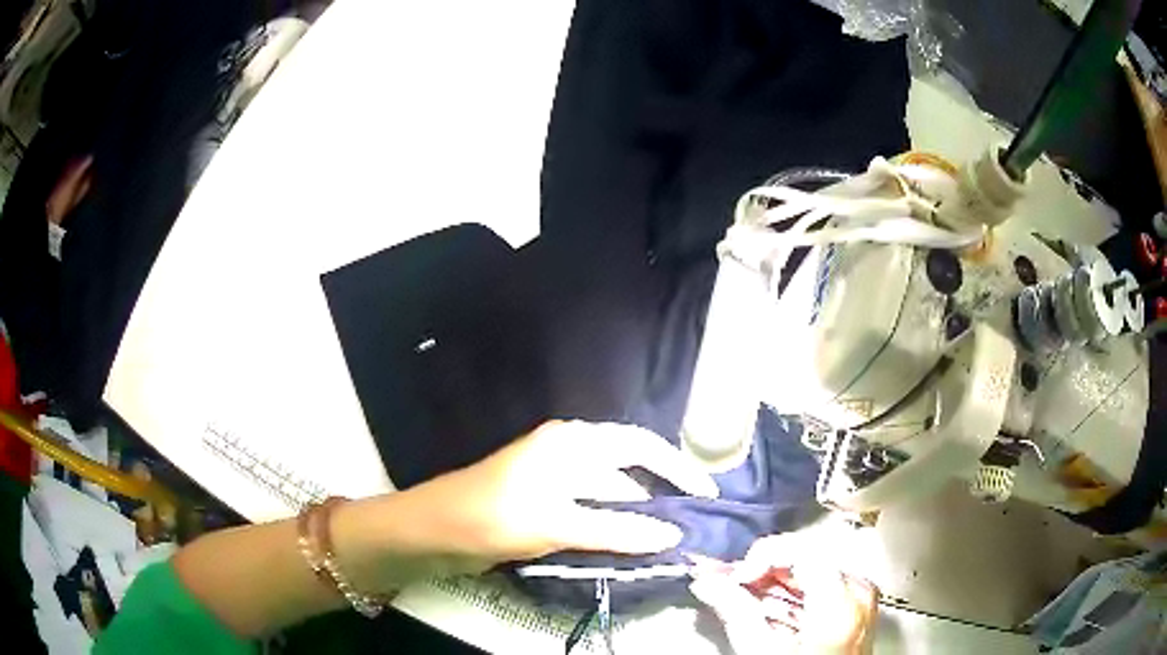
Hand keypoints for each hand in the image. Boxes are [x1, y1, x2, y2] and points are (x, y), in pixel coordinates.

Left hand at [334, 420, 717, 588]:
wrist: (433, 530)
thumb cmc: (494, 516)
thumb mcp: (558, 524)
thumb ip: (617, 530)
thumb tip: (672, 535)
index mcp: (571, 442)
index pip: (640, 447)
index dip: (677, 469)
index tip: (706, 494)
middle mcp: (567, 452)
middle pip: (628, 469)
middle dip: (660, 493)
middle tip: (694, 521)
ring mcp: (555, 479)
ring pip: (609, 493)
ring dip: (636, 513)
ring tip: (671, 537)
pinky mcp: (545, 503)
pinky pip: (591, 511)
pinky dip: (612, 525)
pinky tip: (630, 543)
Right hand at [690, 535, 878, 654]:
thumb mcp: (762, 650)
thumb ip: (736, 612)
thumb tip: (710, 584)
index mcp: (840, 599)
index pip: (800, 550)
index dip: (760, 558)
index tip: (733, 576)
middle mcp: (858, 593)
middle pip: (805, 560)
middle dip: (762, 572)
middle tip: (727, 583)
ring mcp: (860, 601)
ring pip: (811, 573)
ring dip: (772, 584)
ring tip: (741, 599)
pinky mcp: (856, 611)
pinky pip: (821, 589)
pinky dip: (790, 596)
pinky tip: (766, 610)